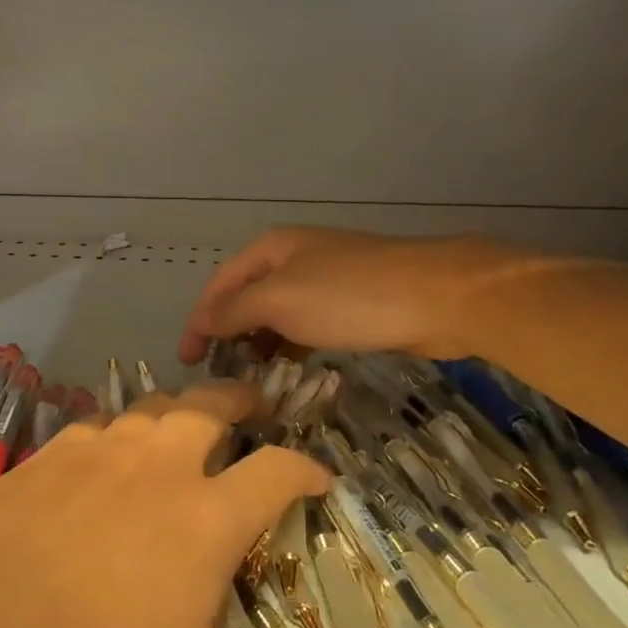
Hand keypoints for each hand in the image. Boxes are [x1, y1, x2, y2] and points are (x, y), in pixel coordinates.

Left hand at [0, 382, 414, 627]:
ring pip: (150, 406)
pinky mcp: (46, 456)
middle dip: (242, 402)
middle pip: (209, 408)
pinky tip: (110, 445)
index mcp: (205, 512)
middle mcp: (155, 464)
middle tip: (256, 406)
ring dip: (180, 406)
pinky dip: (120, 426)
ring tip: (190, 416)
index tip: (321, 478)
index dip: (307, 469)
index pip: (276, 470)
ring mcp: (95, 451)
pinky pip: (97, 423)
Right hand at [177, 227, 533, 365]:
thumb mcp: (279, 300)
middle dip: (228, 332)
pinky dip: (290, 346)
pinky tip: (289, 369)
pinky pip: (306, 326)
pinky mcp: (352, 305)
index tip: (187, 361)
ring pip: (277, 314)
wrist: (440, 297)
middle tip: (216, 375)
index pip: (220, 285)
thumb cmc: (349, 296)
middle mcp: (294, 259)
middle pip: (246, 297)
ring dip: (259, 343)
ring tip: (247, 379)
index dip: (199, 320)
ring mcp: (325, 281)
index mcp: (271, 248)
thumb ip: (233, 310)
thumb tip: (200, 322)